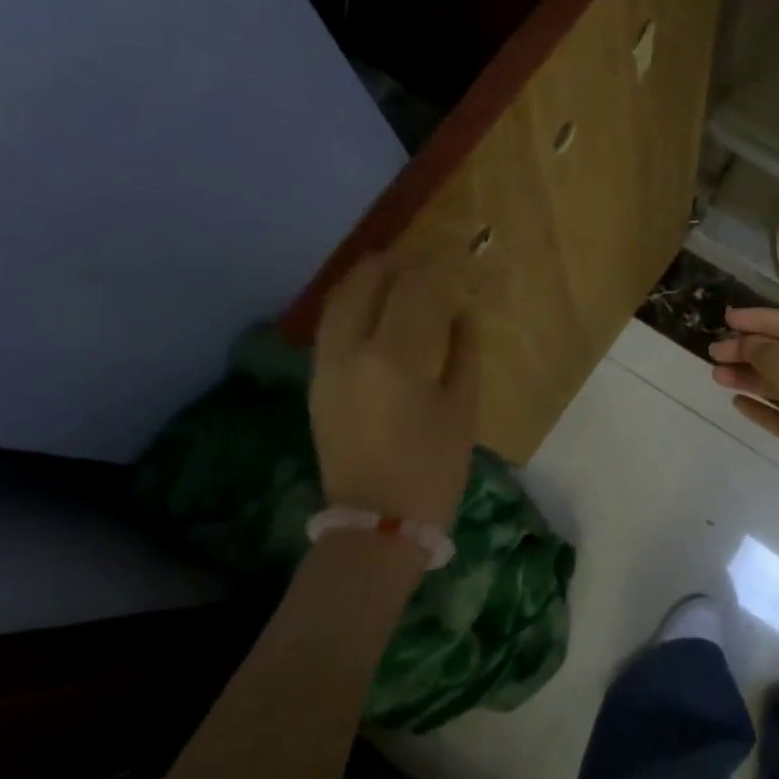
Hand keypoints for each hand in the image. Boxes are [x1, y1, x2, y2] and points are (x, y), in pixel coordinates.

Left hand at [309, 255, 478, 531]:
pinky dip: (349, 307)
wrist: (378, 522)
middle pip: (363, 284)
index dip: (431, 267)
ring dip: (364, 281)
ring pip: (337, 303)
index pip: (411, 290)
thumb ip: (463, 352)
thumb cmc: (433, 468)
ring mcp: (325, 367)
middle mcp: (350, 351)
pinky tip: (371, 311)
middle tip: (416, 258)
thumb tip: (461, 314)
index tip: (448, 257)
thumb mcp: (463, 409)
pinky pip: (329, 328)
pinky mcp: (316, 384)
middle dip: (390, 264)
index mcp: (394, 357)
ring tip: (390, 274)